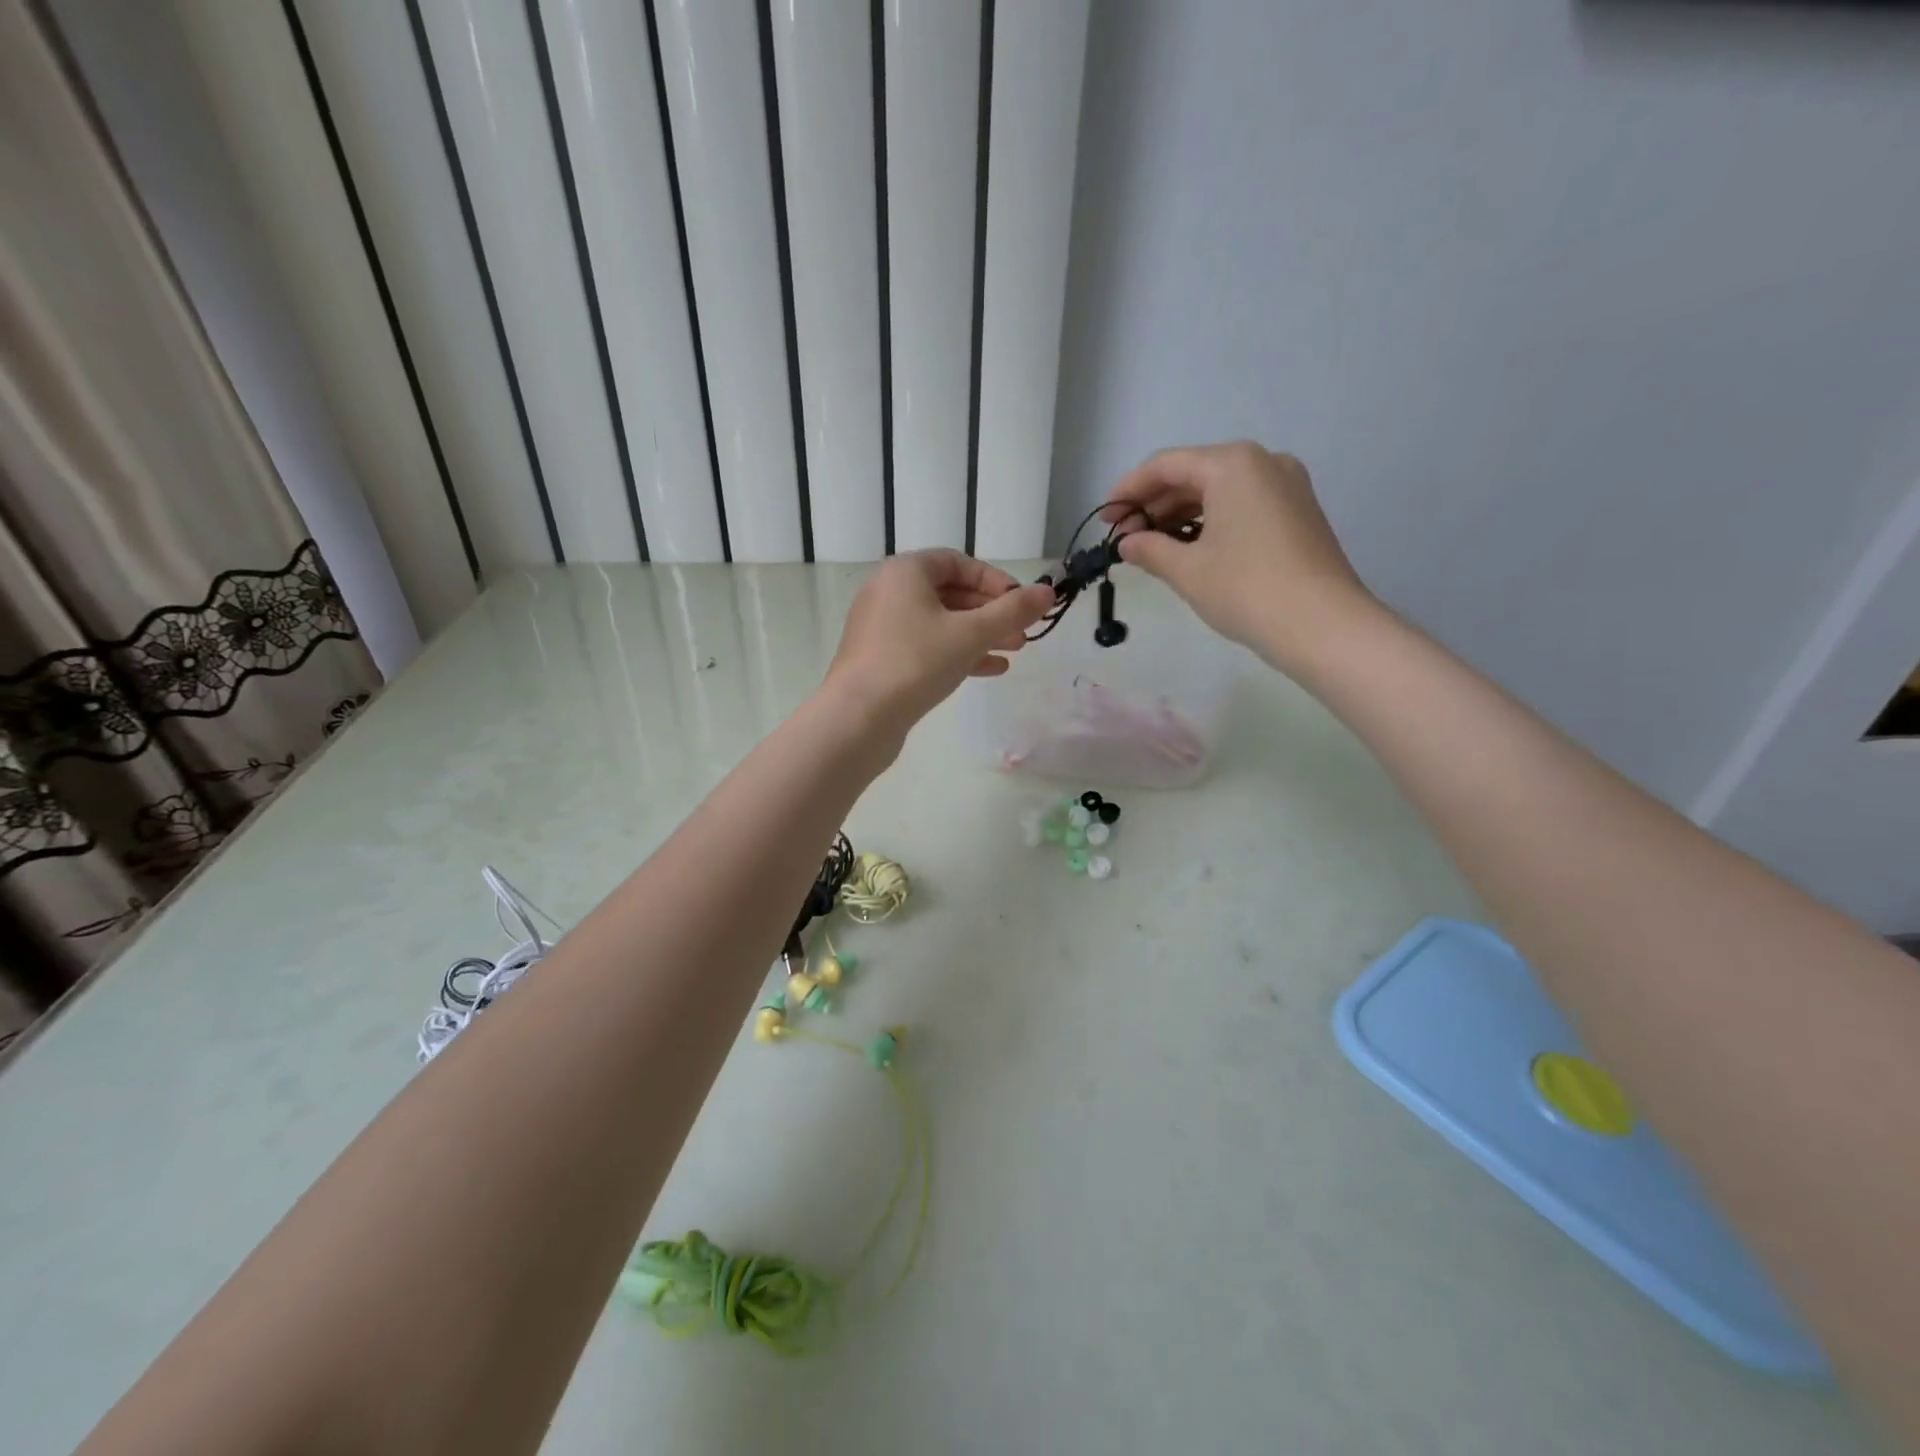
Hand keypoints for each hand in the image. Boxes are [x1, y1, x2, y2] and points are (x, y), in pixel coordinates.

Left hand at [823, 550, 1054, 740]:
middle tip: (1024, 632)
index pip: (957, 562)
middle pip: (950, 593)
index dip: (995, 579)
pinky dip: (957, 653)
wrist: (858, 718)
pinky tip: (990, 669)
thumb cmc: (916, 662)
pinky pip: (926, 647)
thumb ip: (1012, 611)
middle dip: (991, 612)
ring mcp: (882, 628)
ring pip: (940, 623)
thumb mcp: (971, 634)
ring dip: (979, 634)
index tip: (1023, 602)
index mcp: (905, 572)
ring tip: (1014, 651)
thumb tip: (1048, 592)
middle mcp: (889, 592)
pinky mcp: (881, 659)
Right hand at [1106, 442, 1377, 669]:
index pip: (1166, 465)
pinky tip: (1188, 548)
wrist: (1323, 625)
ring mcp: (1286, 486)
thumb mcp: (1187, 570)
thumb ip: (1149, 549)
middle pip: (1194, 474)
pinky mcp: (1298, 512)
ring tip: (1151, 547)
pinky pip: (1242, 505)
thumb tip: (1127, 544)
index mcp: (1233, 464)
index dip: (1128, 490)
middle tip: (1124, 537)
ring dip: (1180, 515)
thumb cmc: (1246, 589)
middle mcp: (1263, 462)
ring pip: (1219, 491)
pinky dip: (1210, 522)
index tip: (1104, 518)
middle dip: (1154, 504)